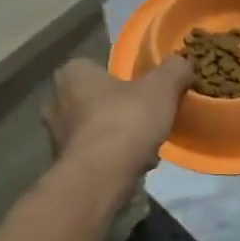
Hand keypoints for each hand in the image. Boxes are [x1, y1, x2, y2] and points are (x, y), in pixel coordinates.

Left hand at [44, 55, 192, 180]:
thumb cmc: (126, 121)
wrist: (102, 178)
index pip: (96, 66)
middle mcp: (56, 101)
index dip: (122, 76)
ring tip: (146, 141)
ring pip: (95, 127)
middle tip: (147, 114)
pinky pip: (95, 153)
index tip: (144, 88)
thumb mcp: (161, 87)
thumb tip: (183, 62)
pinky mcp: (65, 165)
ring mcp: (56, 135)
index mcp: (73, 73)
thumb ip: (174, 69)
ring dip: (117, 133)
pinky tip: (136, 163)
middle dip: (118, 106)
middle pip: (95, 98)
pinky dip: (112, 156)